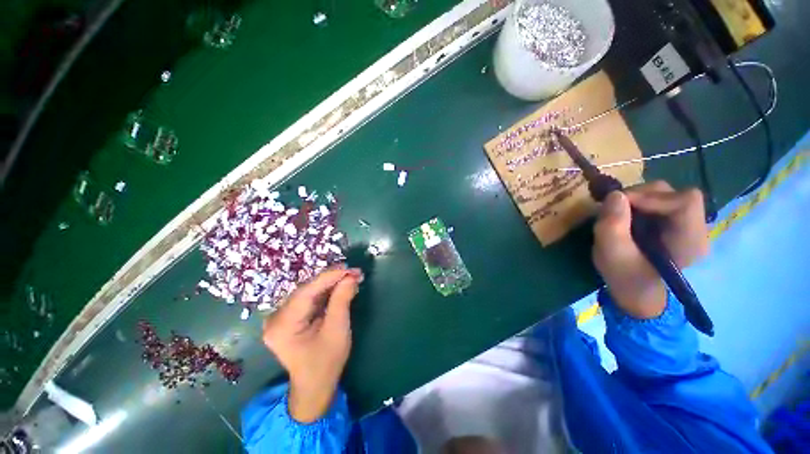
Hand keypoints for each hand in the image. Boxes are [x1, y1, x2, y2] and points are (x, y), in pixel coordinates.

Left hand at [262, 266, 362, 421]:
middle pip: (308, 290)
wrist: (315, 385)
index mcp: (283, 325)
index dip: (331, 276)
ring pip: (309, 292)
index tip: (351, 269)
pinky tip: (340, 287)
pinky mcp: (289, 317)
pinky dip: (326, 292)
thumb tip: (351, 276)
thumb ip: (342, 300)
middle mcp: (276, 318)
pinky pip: (309, 299)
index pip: (308, 291)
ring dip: (331, 284)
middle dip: (333, 279)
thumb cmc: (326, 361)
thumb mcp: (337, 330)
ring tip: (351, 278)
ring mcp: (281, 317)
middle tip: (354, 273)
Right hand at [592, 181, 708, 318]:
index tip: (621, 204)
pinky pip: (659, 202)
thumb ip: (612, 226)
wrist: (635, 292)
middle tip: (614, 209)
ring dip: (637, 200)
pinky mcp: (674, 223)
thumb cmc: (625, 277)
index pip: (685, 201)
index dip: (652, 197)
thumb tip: (615, 194)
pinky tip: (627, 218)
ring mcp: (686, 224)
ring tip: (619, 214)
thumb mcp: (611, 254)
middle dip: (640, 196)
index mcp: (690, 240)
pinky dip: (639, 204)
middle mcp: (695, 228)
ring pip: (665, 195)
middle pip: (674, 194)